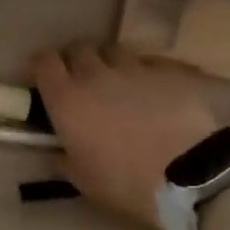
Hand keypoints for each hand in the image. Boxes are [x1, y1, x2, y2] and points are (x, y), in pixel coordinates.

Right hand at [31, 45, 221, 229]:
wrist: (187, 175)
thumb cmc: (124, 181)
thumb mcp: (82, 179)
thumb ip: (64, 158)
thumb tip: (59, 152)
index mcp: (66, 99)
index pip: (43, 61)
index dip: (42, 65)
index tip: (45, 77)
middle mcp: (94, 74)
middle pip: (78, 49)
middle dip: (76, 61)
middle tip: (83, 82)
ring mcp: (133, 69)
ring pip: (114, 51)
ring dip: (110, 63)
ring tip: (119, 83)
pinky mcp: (167, 72)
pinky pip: (149, 63)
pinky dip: (145, 73)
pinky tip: (153, 91)